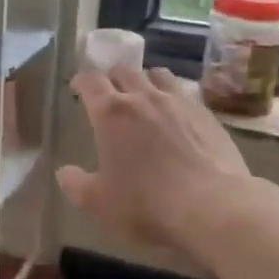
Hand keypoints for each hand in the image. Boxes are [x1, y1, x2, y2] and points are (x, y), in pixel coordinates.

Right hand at [59, 65, 252, 252]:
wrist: (214, 207)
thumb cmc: (148, 205)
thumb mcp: (101, 204)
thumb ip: (76, 185)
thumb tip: (64, 172)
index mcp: (111, 113)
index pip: (90, 81)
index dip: (81, 81)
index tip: (77, 88)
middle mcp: (143, 97)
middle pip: (123, 71)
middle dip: (112, 78)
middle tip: (108, 94)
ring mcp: (178, 101)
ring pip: (157, 74)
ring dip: (144, 80)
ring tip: (143, 95)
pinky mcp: (206, 113)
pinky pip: (184, 92)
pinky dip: (173, 95)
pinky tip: (176, 114)